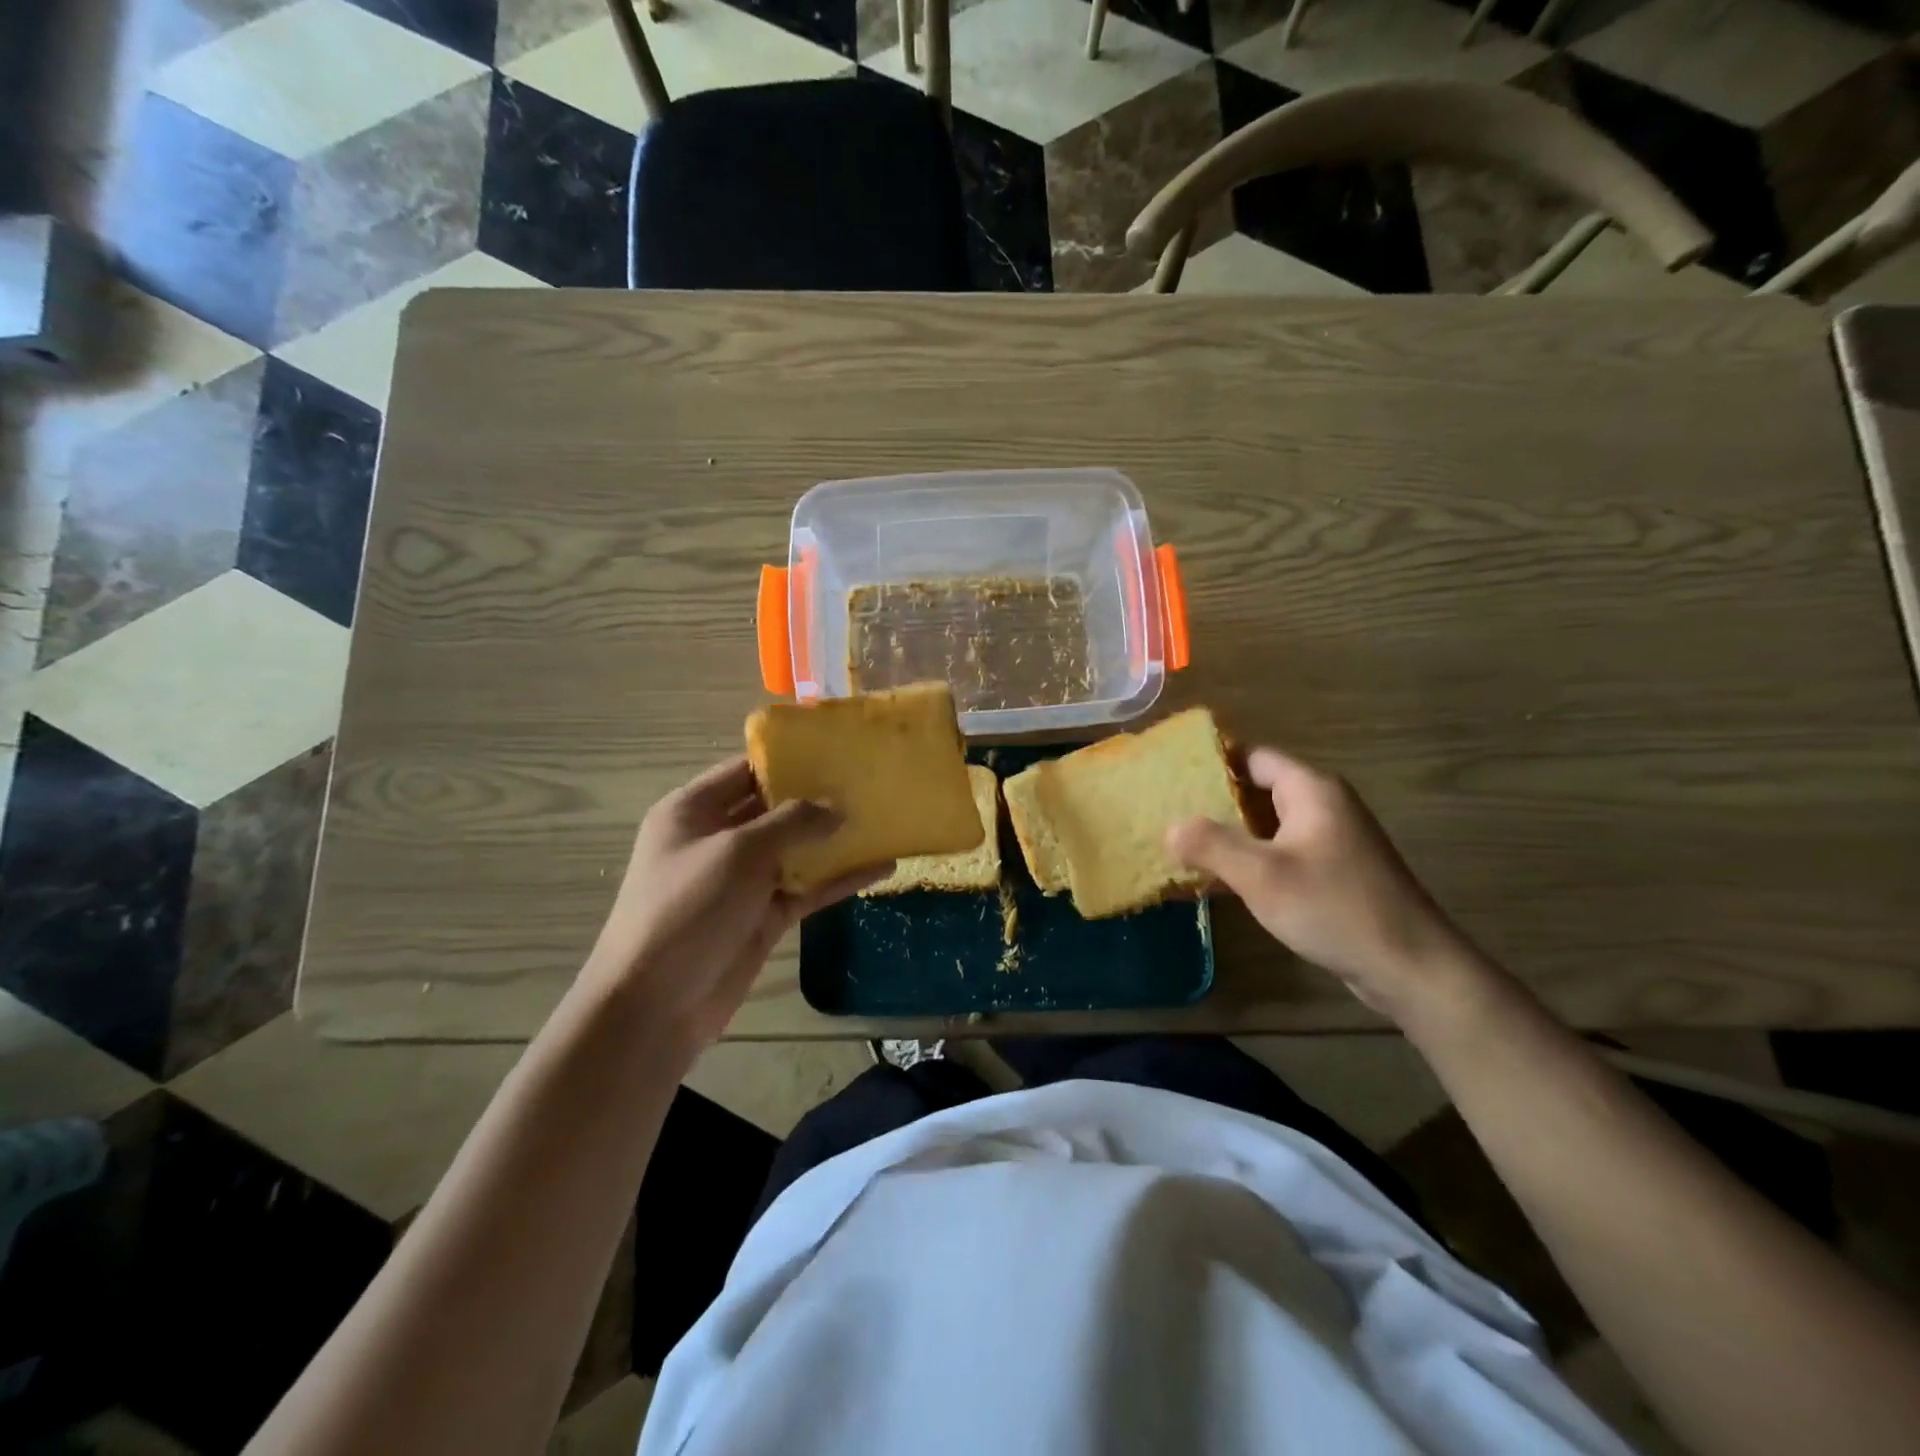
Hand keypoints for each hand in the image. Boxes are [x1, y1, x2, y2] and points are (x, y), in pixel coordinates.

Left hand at [583, 758, 889, 1054]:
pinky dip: (840, 879)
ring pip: (797, 849)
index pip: (745, 770)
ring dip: (835, 838)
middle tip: (870, 779)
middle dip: (818, 796)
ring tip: (885, 818)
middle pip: (774, 807)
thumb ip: (792, 822)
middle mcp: (717, 838)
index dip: (788, 758)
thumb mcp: (738, 852)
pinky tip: (882, 868)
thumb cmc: (686, 909)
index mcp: (693, 810)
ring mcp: (742, 879)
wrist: (655, 1006)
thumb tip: (838, 806)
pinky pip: (807, 888)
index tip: (837, 748)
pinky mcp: (763, 915)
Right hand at [1166, 747, 1479, 1024]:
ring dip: (1229, 835)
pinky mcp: (1334, 872)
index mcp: (1311, 791)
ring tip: (1182, 847)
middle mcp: (1324, 806)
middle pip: (1258, 790)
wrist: (1411, 967)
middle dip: (1213, 802)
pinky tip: (1219, 880)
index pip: (1253, 757)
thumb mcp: (1262, 875)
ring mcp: (1331, 840)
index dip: (1213, 763)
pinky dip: (1251, 860)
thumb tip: (1170, 828)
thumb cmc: (1335, 908)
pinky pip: (1281, 853)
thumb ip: (1211, 845)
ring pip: (1267, 825)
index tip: (1171, 777)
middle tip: (1167, 814)